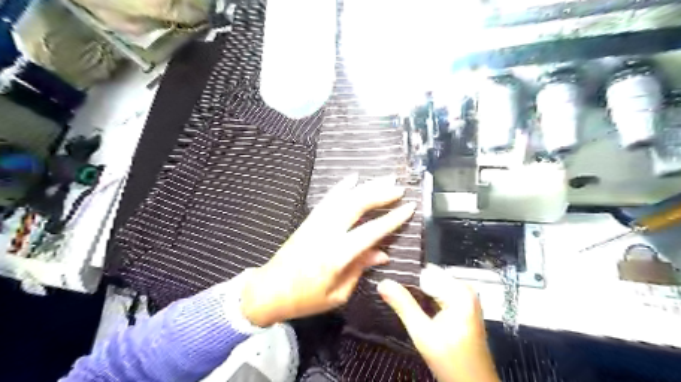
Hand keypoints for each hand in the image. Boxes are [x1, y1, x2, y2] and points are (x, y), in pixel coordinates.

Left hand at [240, 173, 414, 324]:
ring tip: (384, 178)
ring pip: (344, 198)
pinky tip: (353, 177)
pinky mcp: (309, 220)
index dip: (392, 218)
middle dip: (380, 194)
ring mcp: (316, 223)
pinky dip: (342, 187)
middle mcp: (327, 233)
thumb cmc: (305, 298)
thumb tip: (382, 254)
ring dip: (366, 186)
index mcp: (337, 255)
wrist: (269, 289)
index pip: (371, 231)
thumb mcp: (338, 293)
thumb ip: (359, 269)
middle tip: (398, 187)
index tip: (408, 206)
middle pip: (357, 206)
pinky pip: (328, 199)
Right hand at [378, 268, 498, 379]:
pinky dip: (423, 300)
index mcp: (460, 291)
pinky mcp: (460, 307)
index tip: (385, 279)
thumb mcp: (423, 334)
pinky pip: (436, 294)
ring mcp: (464, 298)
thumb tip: (383, 282)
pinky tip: (409, 305)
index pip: (424, 272)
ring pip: (430, 286)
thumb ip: (403, 305)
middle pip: (428, 277)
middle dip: (408, 284)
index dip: (403, 276)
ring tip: (394, 295)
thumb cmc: (452, 362)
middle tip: (386, 289)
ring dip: (414, 292)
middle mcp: (464, 289)